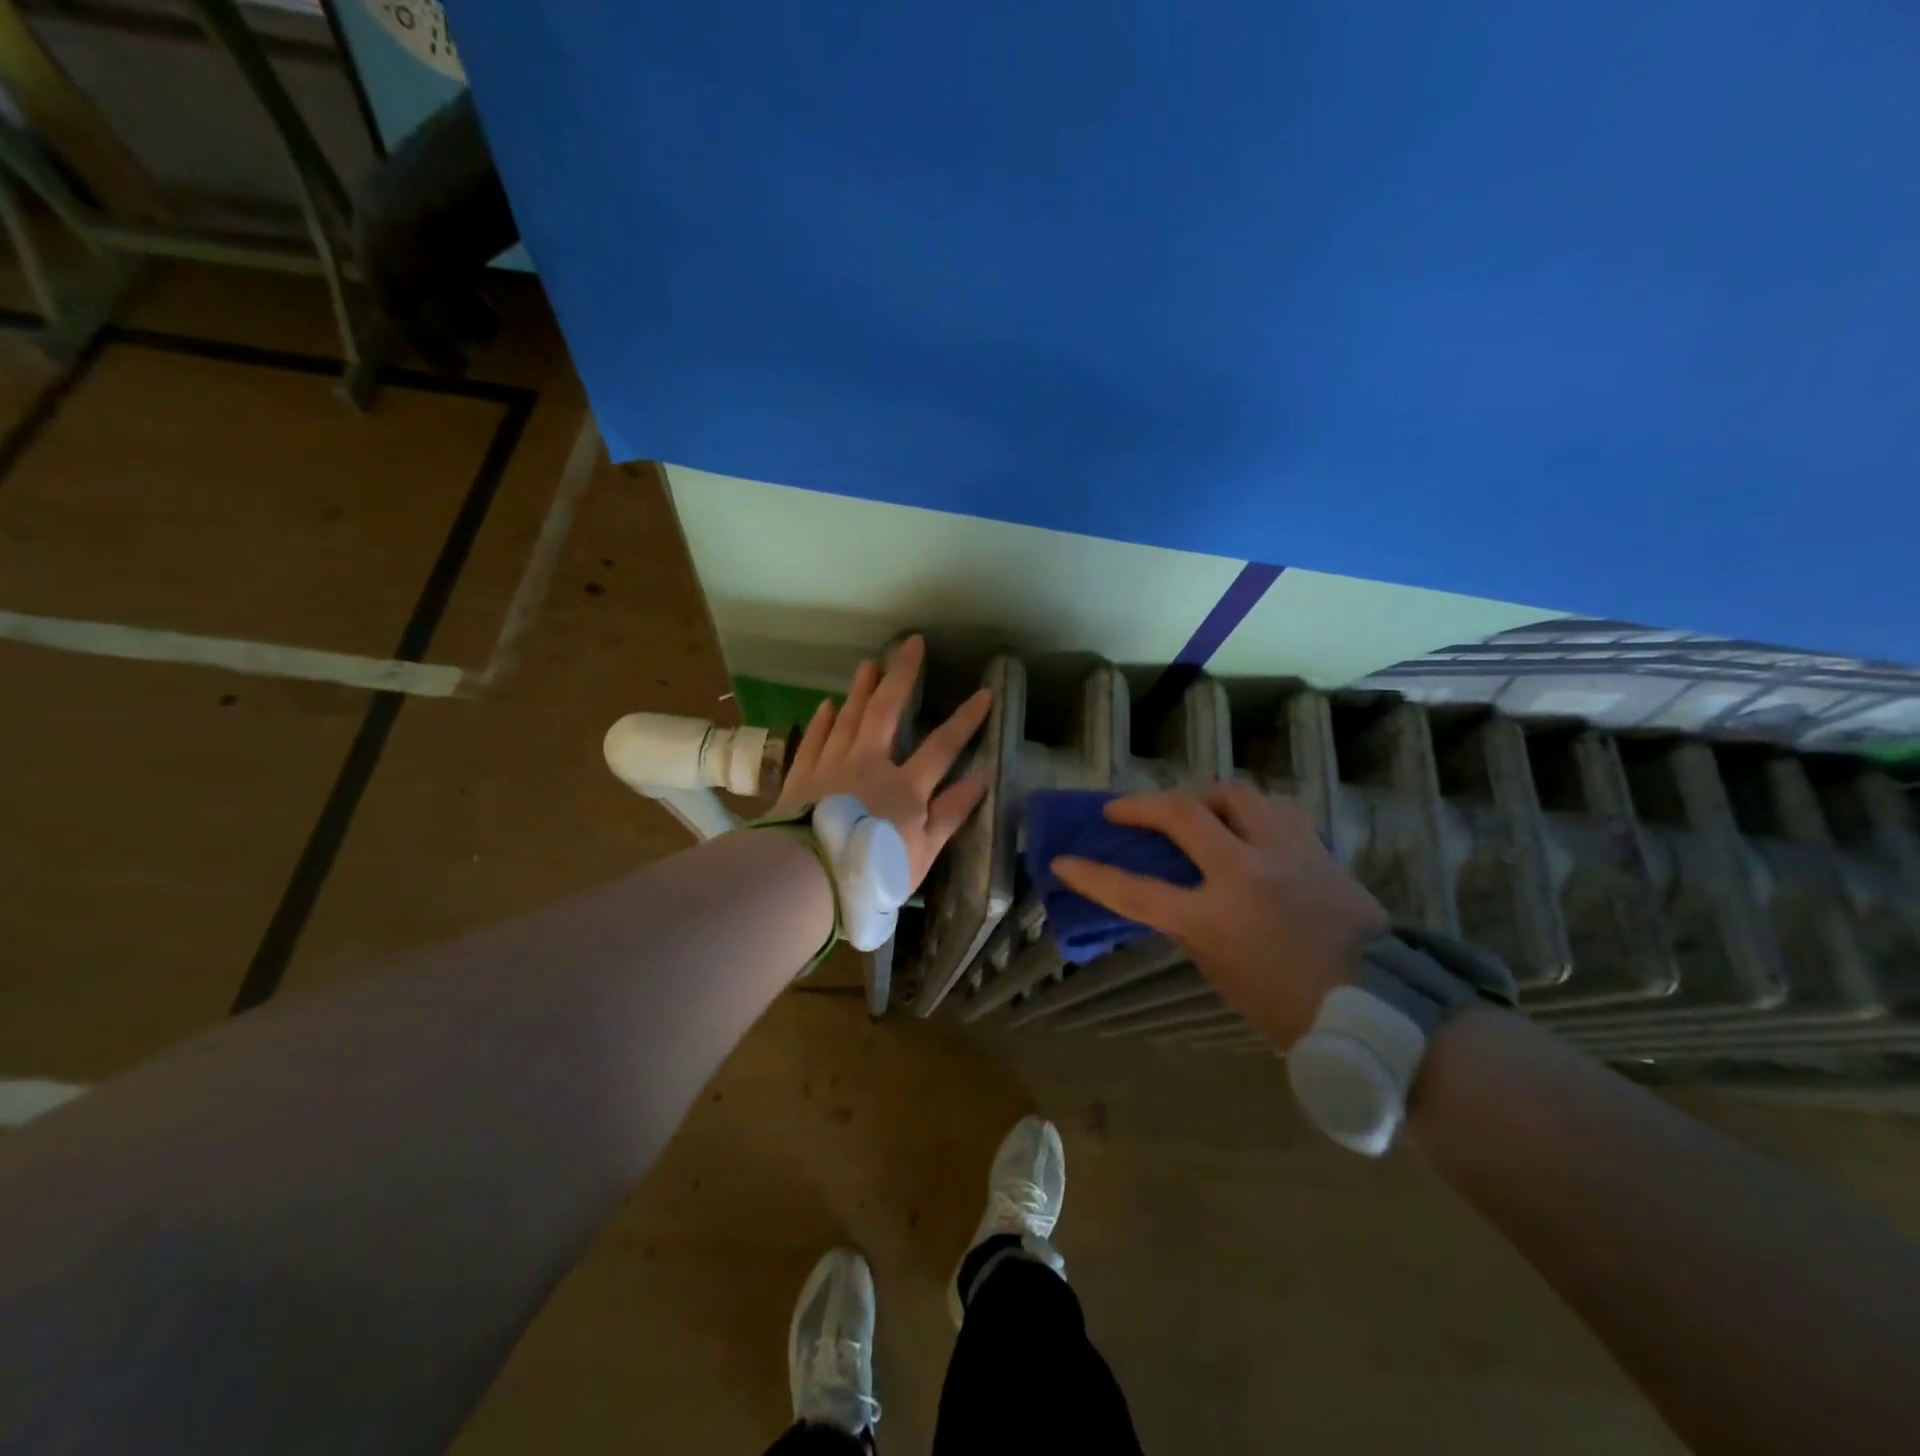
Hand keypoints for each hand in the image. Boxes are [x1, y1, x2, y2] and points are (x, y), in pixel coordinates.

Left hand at [774, 635, 992, 891]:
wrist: (805, 878)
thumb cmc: (870, 872)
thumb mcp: (921, 854)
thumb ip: (949, 815)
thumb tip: (979, 779)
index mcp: (904, 787)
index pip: (942, 746)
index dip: (966, 720)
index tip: (984, 692)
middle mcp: (868, 764)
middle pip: (886, 711)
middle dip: (902, 676)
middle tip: (911, 643)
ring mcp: (831, 766)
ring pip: (848, 717)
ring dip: (861, 689)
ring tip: (869, 663)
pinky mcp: (802, 776)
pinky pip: (815, 739)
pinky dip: (823, 721)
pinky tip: (827, 705)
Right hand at [1050, 783, 1387, 1048]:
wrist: (1386, 1009)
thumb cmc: (1295, 1010)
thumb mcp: (1226, 975)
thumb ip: (1195, 930)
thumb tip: (1181, 899)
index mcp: (1214, 917)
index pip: (1135, 890)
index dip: (1092, 875)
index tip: (1062, 860)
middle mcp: (1244, 872)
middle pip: (1181, 813)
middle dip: (1140, 805)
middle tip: (1121, 810)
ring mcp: (1285, 852)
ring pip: (1234, 793)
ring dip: (1201, 796)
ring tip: (1191, 809)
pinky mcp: (1316, 848)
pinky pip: (1274, 809)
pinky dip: (1248, 809)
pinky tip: (1244, 822)